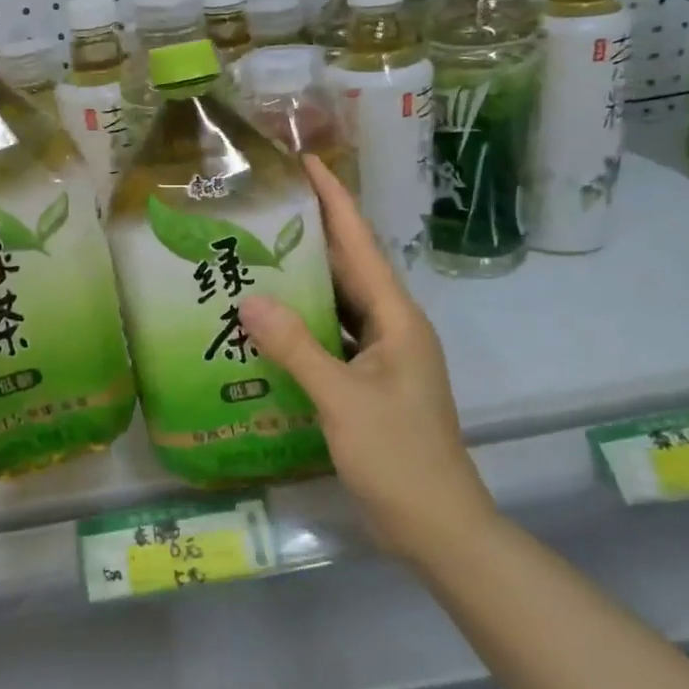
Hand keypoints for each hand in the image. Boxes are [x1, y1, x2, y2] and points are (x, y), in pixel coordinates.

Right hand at [239, 156, 494, 560]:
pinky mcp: (370, 382)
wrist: (438, 526)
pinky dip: (304, 325)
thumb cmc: (399, 456)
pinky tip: (269, 323)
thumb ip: (297, 347)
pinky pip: (333, 337)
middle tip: (263, 209)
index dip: (335, 200)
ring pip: (339, 304)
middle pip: (348, 268)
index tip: (307, 162)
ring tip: (255, 256)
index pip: (361, 245)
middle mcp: (392, 327)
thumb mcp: (343, 399)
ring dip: (304, 282)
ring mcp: (383, 356)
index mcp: (397, 318)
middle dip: (311, 235)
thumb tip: (249, 299)